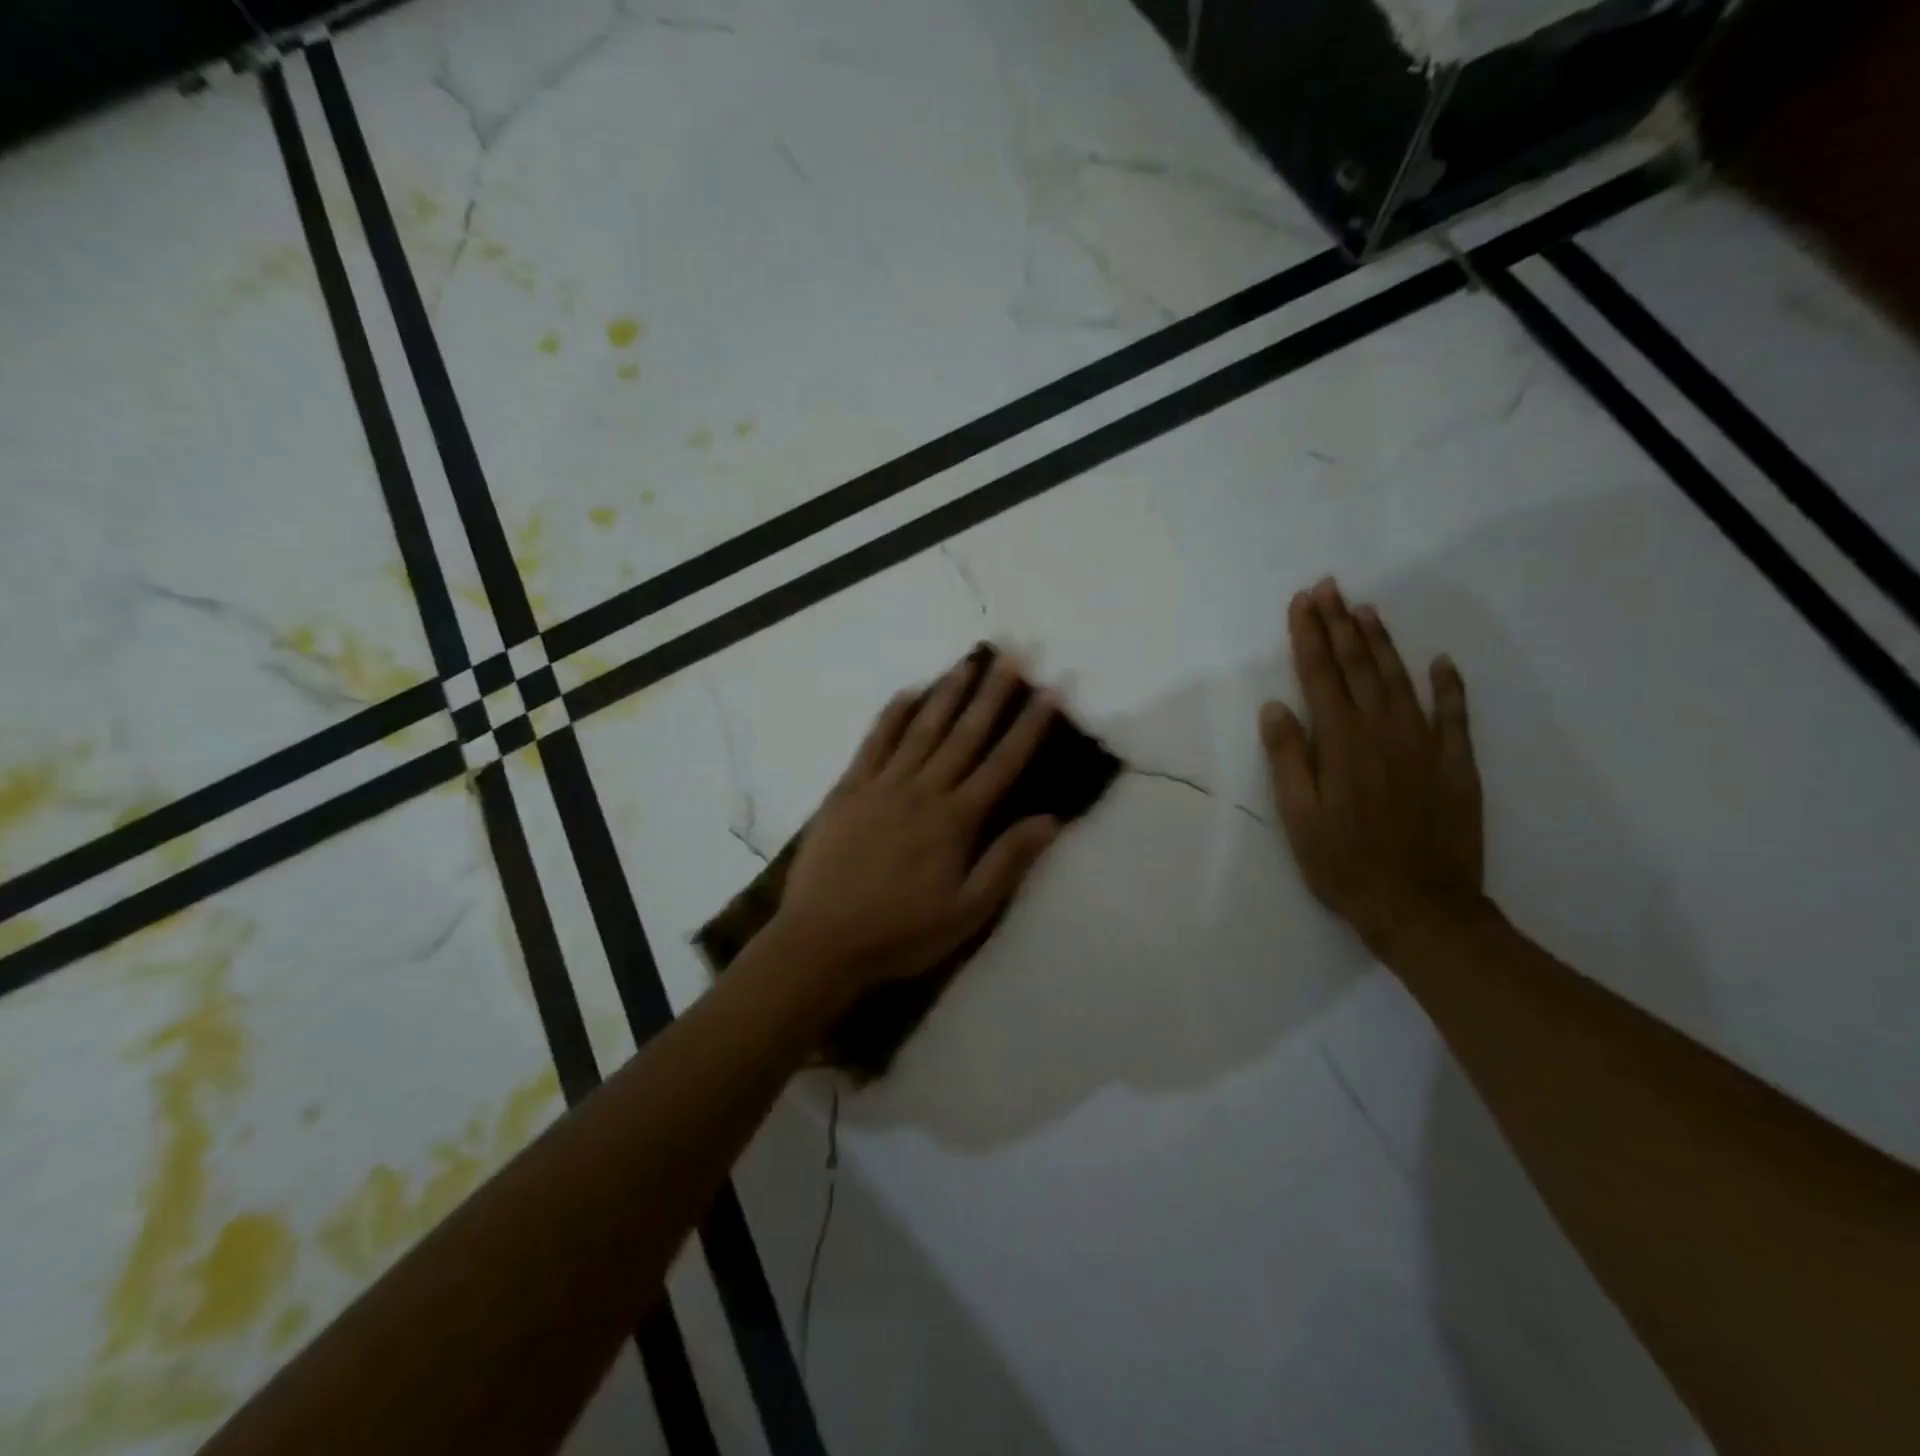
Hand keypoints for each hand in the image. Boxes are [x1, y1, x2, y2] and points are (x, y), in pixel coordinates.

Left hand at [774, 652, 1061, 990]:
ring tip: (967, 663)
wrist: (822, 941)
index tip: (1050, 691)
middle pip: (965, 734)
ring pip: (922, 729)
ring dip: (947, 694)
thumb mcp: (967, 912)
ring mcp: (881, 785)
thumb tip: (1051, 819)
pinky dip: (891, 715)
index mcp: (955, 820)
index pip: (1002, 763)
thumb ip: (1007, 862)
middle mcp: (923, 790)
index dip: (1029, 726)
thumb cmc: (901, 933)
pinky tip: (906, 693)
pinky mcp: (847, 790)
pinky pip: (873, 743)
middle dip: (992, 694)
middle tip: (1012, 656)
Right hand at [1260, 579, 1485, 958]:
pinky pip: (1454, 715)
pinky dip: (1448, 685)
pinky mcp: (1456, 765)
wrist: (1422, 907)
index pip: (1318, 676)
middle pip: (1357, 667)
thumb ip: (1287, 758)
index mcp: (1340, 743)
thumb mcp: (1298, 817)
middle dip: (1340, 624)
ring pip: (1400, 679)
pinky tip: (1441, 662)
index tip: (1301, 602)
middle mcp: (1382, 731)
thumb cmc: (1344, 864)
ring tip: (1366, 609)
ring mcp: (1424, 745)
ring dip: (1381, 642)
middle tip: (1329, 587)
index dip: (1308, 636)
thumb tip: (1275, 707)